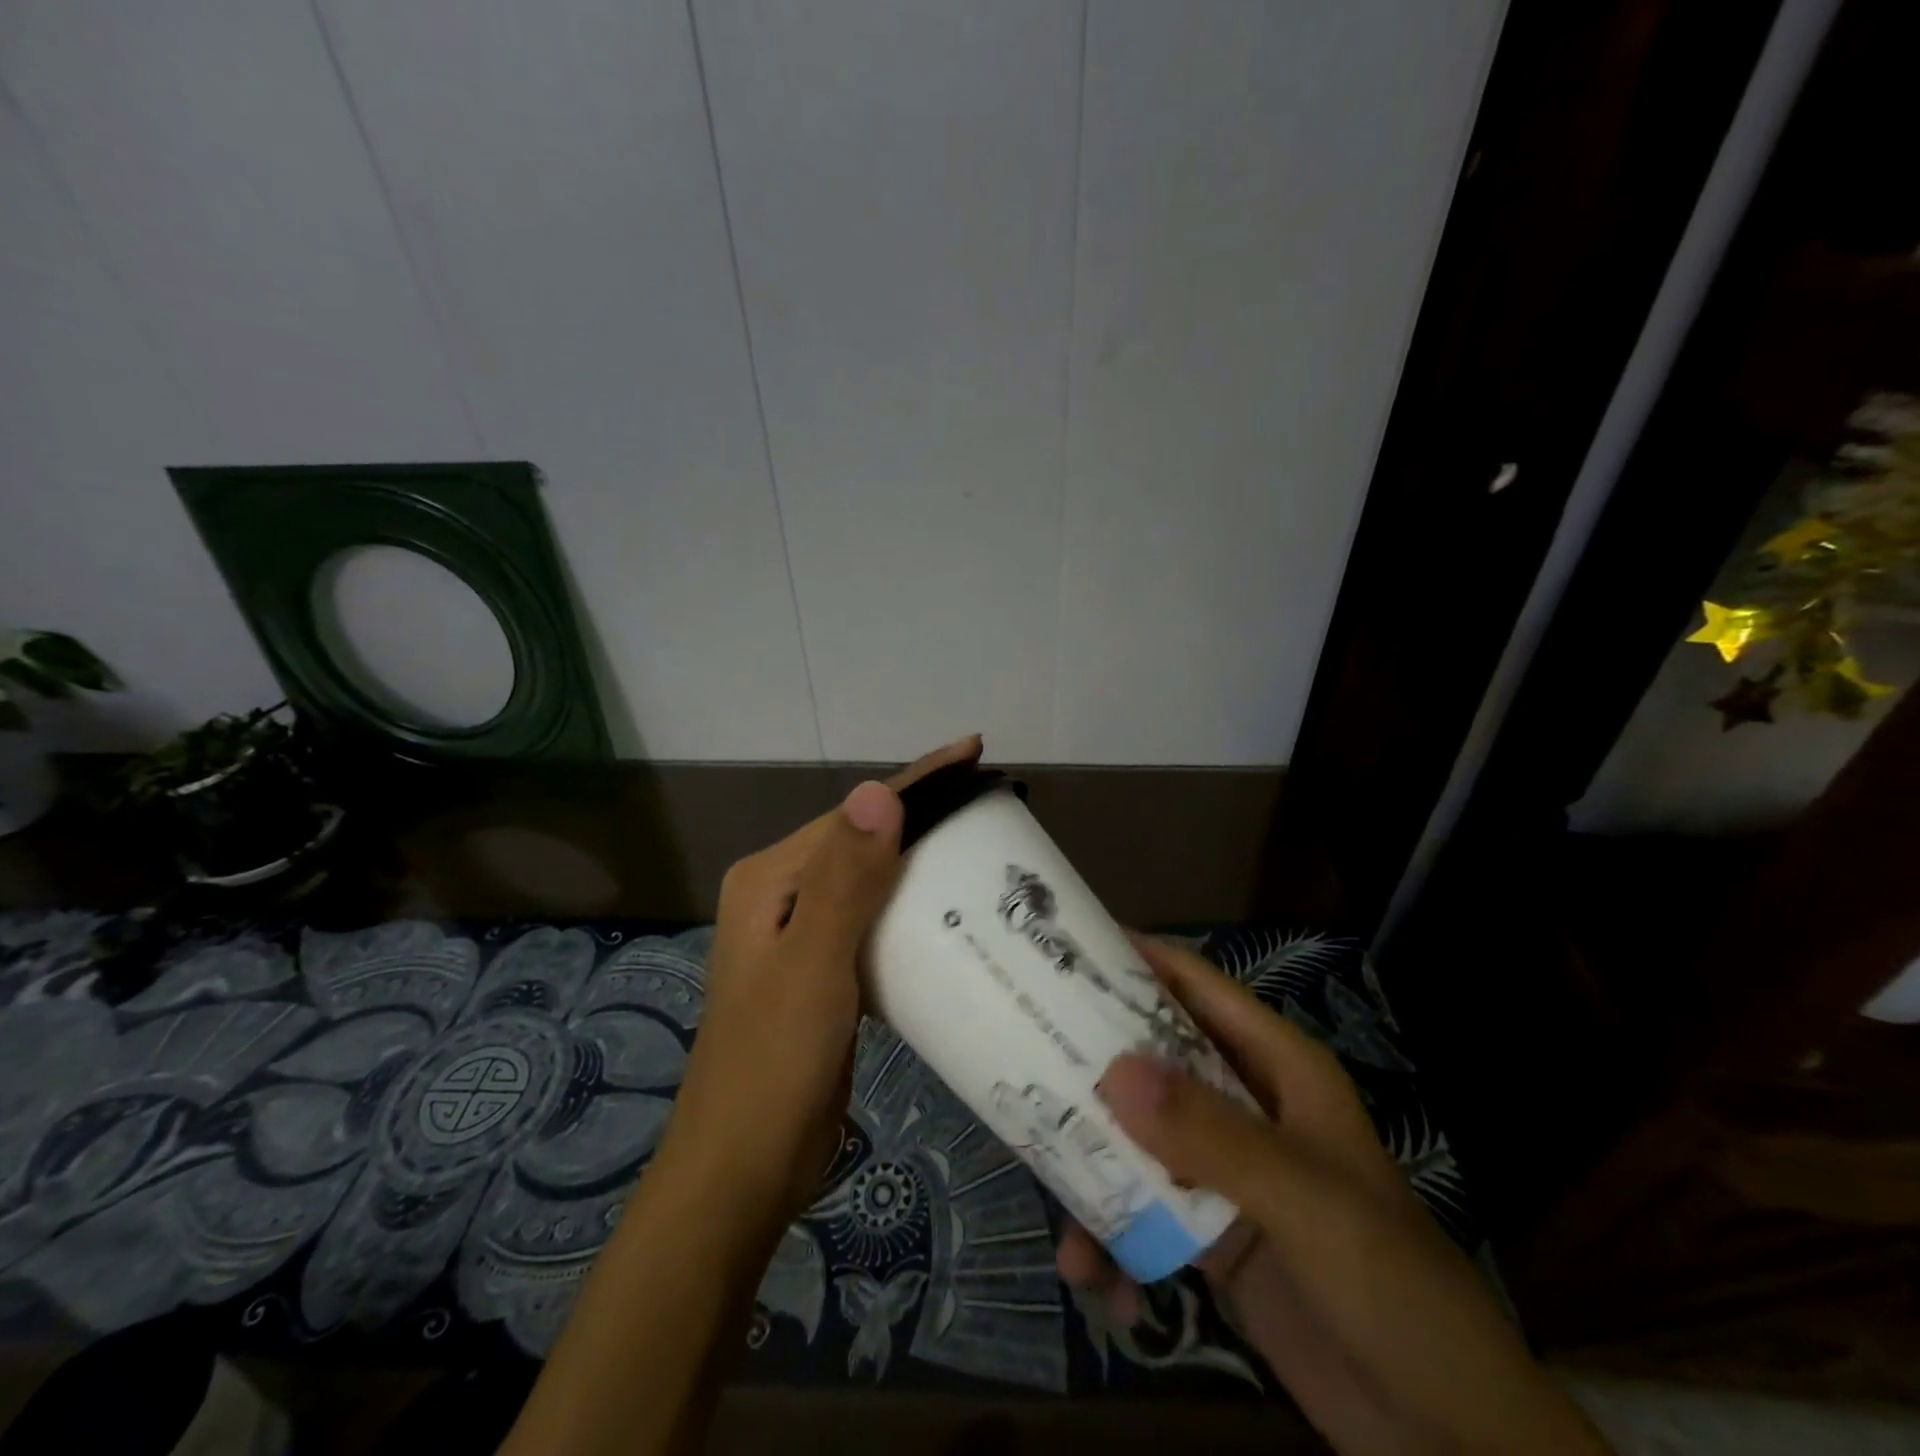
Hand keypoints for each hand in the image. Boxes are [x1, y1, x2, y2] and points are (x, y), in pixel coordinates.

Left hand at [661, 734, 983, 1228]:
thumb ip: (845, 880)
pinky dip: (913, 912)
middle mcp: (784, 894)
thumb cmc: (774, 1065)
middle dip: (925, 818)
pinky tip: (953, 916)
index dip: (917, 781)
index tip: (975, 751)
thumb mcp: (814, 966)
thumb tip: (877, 791)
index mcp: (772, 879)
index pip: (856, 813)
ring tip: (984, 850)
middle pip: (865, 839)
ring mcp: (803, 934)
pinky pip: (876, 922)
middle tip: (991, 805)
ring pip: (874, 881)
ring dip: (922, 864)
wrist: (743, 1170)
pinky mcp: (824, 971)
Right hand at [1060, 938, 1610, 1455]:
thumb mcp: (1305, 1201)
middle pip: (1154, 1058)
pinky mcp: (1209, 1232)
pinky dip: (1112, 1238)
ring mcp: (1224, 1170)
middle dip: (1093, 1063)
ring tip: (1057, 1214)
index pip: (1197, 988)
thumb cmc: (1391, 1287)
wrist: (1447, 1436)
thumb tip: (1114, 1068)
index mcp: (1276, 1069)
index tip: (1063, 950)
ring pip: (1137, 1136)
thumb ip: (1212, 1136)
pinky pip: (1141, 1210)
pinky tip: (1095, 1279)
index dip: (1137, 959)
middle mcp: (1244, 1105)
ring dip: (1092, 1166)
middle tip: (1022, 1058)